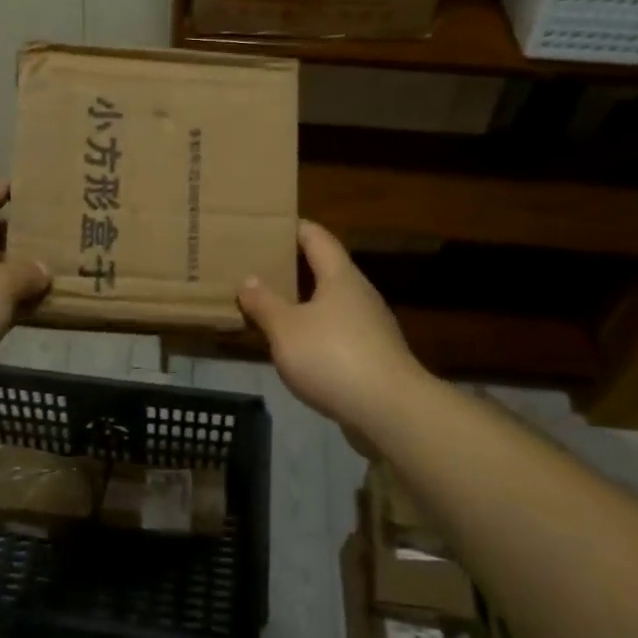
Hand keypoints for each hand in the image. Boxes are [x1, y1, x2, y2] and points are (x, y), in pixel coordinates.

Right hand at [237, 220, 429, 436]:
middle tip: (259, 268)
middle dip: (294, 268)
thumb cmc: (333, 357)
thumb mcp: (286, 329)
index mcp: (340, 276)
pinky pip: (337, 333)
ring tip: (271, 308)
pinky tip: (296, 348)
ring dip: (304, 303)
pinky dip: (315, 332)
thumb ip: (264, 303)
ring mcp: (371, 326)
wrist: (390, 411)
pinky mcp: (374, 357)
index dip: (294, 228)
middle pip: (325, 270)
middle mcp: (360, 294)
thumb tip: (247, 279)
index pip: (317, 237)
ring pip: (331, 304)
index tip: (268, 226)